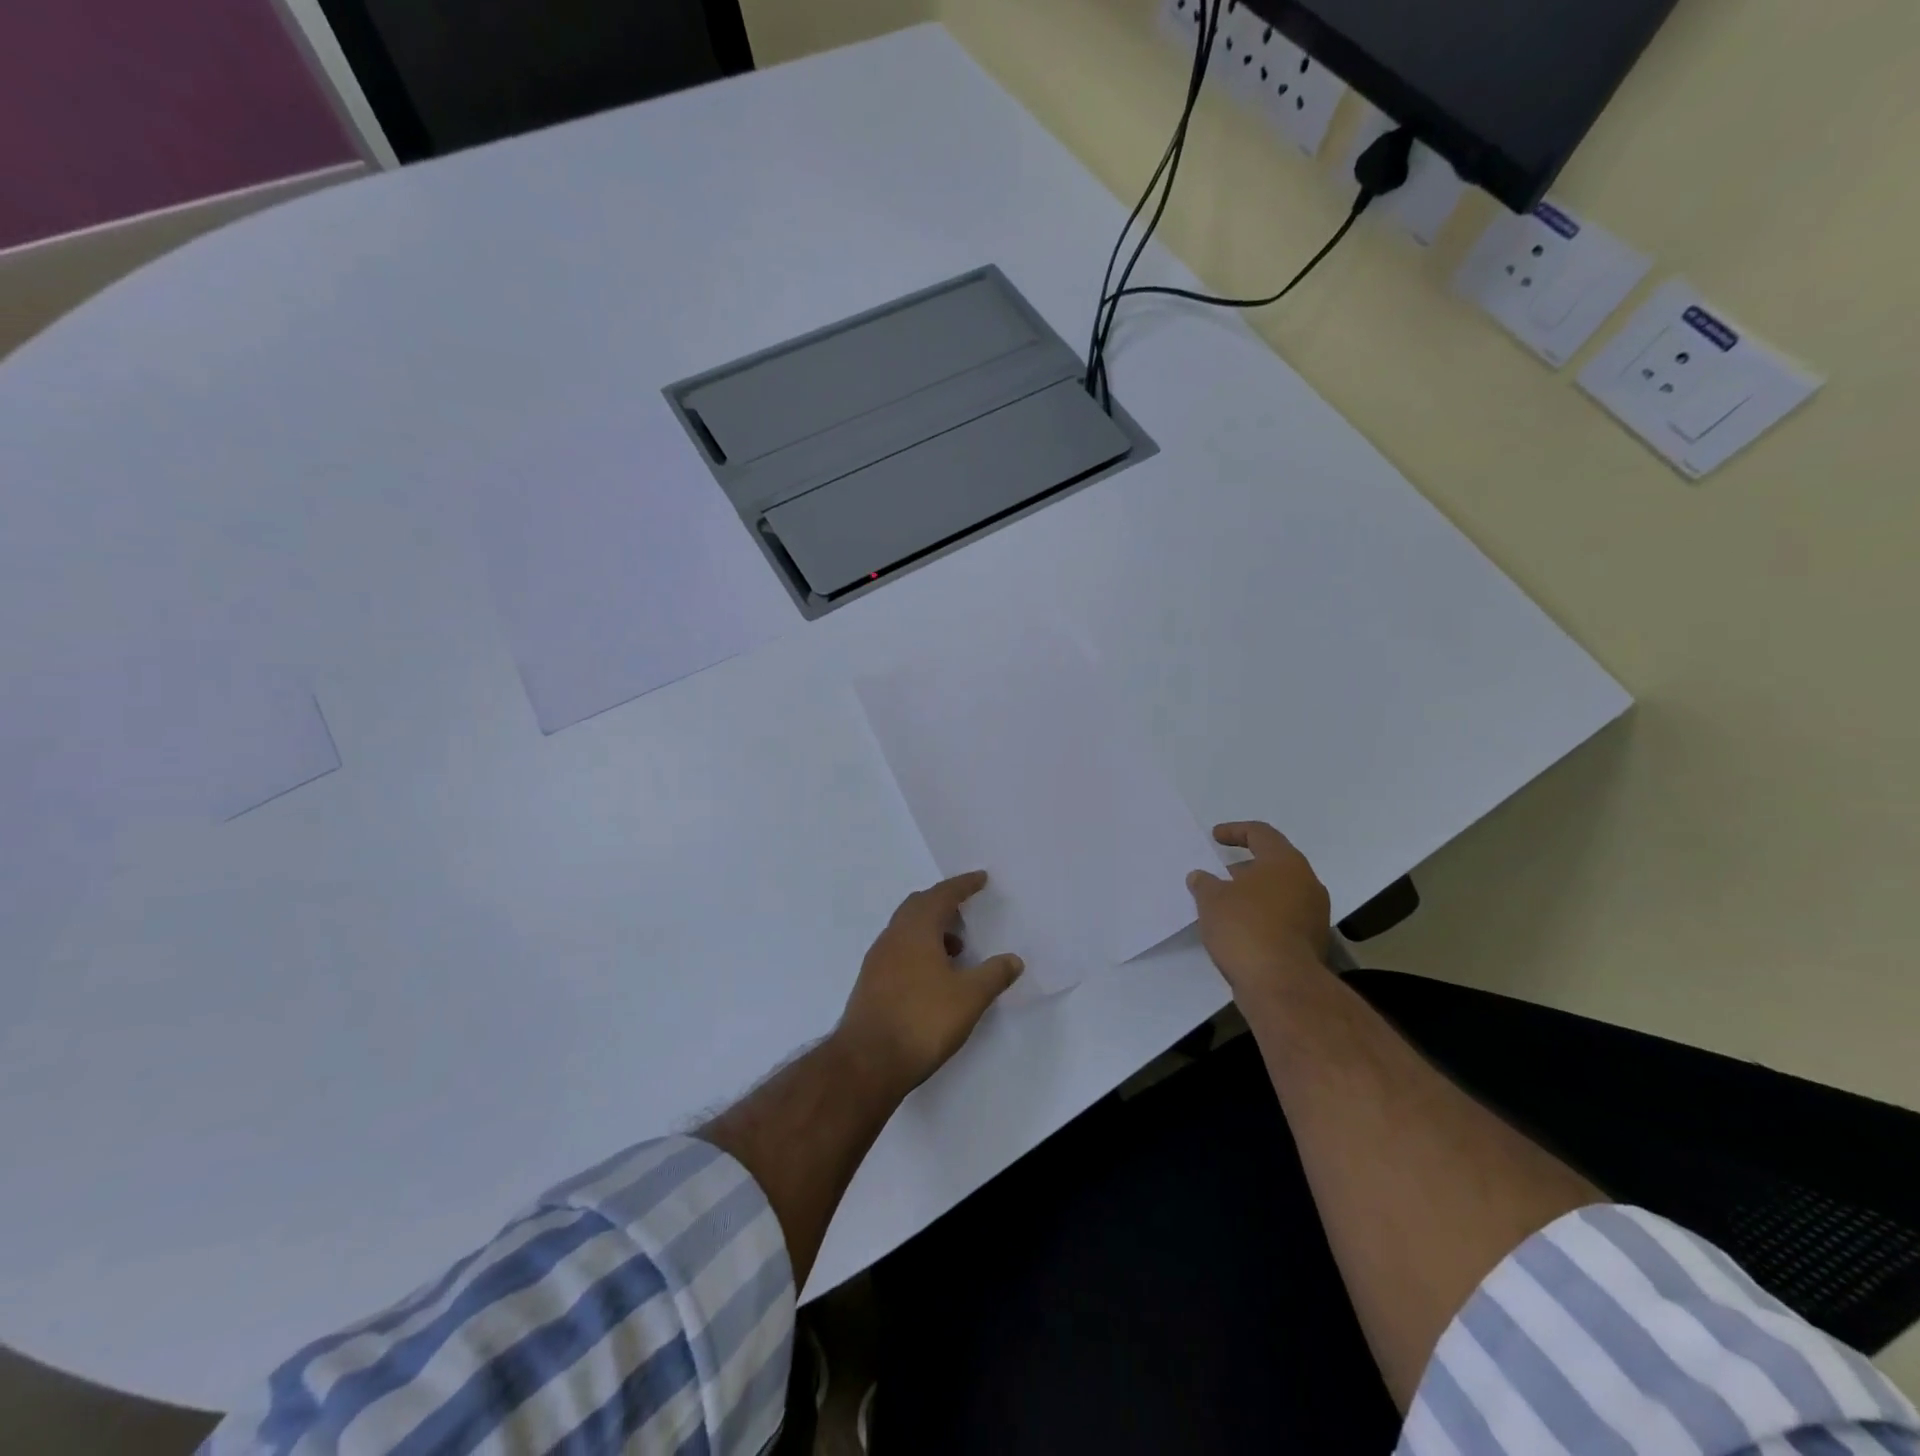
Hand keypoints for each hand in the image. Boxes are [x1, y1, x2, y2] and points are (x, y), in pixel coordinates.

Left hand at [836, 872, 1023, 1095]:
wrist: (867, 1062)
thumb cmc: (922, 1020)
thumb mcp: (969, 998)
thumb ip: (994, 975)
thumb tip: (1013, 959)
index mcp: (916, 929)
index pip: (942, 895)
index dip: (963, 885)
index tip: (980, 879)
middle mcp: (893, 936)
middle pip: (918, 906)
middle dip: (943, 903)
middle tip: (966, 910)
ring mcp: (877, 960)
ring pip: (906, 929)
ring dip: (931, 929)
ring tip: (957, 949)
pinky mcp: (871, 983)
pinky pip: (898, 951)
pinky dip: (919, 950)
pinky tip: (933, 976)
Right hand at [1187, 822, 1330, 1001]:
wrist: (1281, 984)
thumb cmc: (1245, 928)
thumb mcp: (1212, 900)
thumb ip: (1205, 883)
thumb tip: (1201, 877)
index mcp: (1285, 863)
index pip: (1261, 833)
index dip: (1235, 831)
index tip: (1215, 837)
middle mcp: (1307, 883)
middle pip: (1274, 864)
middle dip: (1244, 868)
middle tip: (1219, 876)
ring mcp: (1315, 914)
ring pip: (1280, 892)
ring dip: (1254, 895)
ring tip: (1226, 906)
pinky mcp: (1313, 942)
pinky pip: (1285, 917)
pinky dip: (1264, 916)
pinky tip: (1241, 930)